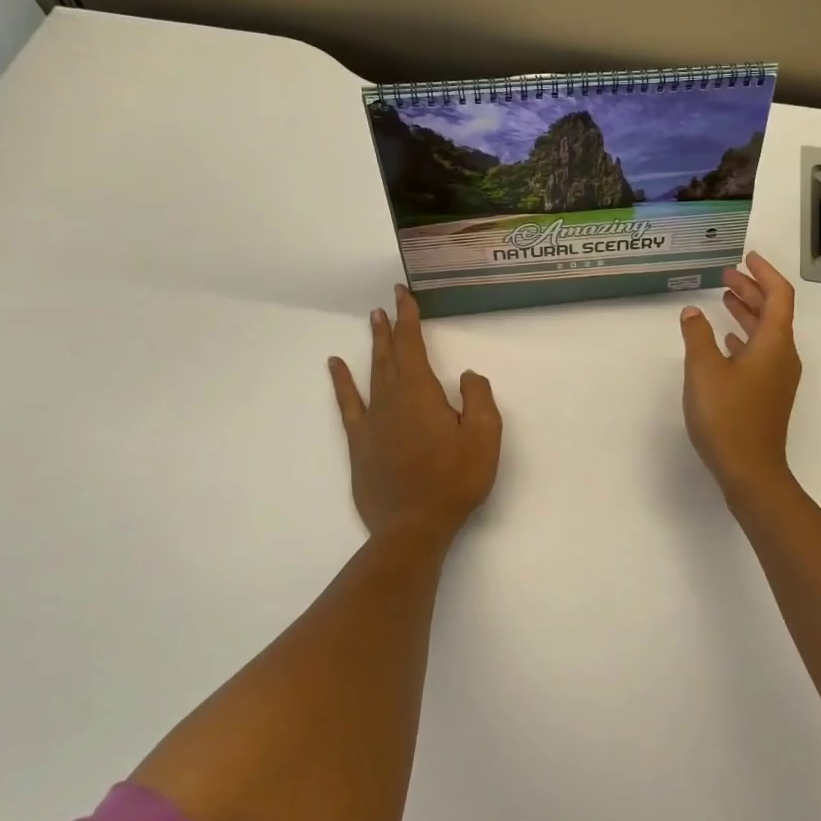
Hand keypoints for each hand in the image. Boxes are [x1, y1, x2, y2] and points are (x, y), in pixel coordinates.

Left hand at [328, 286, 502, 541]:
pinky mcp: (360, 443)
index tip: (403, 295)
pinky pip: (348, 403)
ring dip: (373, 346)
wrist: (414, 525)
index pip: (412, 345)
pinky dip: (341, 382)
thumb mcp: (485, 437)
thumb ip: (478, 398)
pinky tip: (335, 366)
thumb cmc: (455, 480)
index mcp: (421, 393)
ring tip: (372, 322)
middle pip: (390, 354)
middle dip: (390, 327)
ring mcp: (372, 421)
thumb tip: (465, 375)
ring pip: (372, 373)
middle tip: (387, 303)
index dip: (408, 318)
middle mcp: (392, 399)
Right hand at [678, 253, 801, 501]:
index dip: (764, 273)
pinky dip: (744, 338)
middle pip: (773, 312)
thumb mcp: (704, 370)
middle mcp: (783, 355)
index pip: (779, 295)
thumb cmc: (728, 416)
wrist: (751, 471)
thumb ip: (697, 335)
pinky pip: (760, 353)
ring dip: (746, 313)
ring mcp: (778, 377)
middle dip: (751, 290)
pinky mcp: (769, 394)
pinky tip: (725, 340)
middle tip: (726, 274)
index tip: (747, 257)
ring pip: (765, 333)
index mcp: (774, 343)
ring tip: (723, 298)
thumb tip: (692, 312)